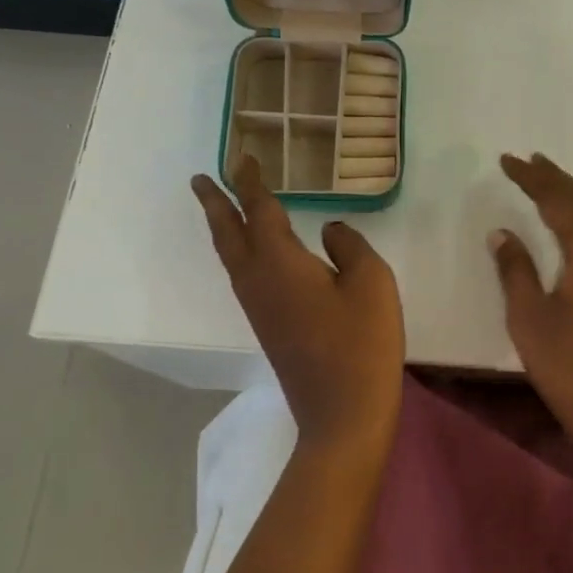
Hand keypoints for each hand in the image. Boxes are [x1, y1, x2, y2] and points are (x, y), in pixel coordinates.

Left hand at [193, 157, 405, 454]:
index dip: (250, 182)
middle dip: (214, 203)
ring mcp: (259, 308)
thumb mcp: (371, 281)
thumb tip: (328, 231)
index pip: (259, 210)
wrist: (342, 414)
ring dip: (223, 227)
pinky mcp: (268, 327)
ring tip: (221, 207)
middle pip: (228, 234)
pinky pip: (243, 275)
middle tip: (201, 179)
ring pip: (231, 257)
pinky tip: (253, 254)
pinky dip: (239, 251)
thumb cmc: (361, 342)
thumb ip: (349, 245)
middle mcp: (258, 281)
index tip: (243, 158)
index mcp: (279, 263)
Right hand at [489, 153, 572, 491]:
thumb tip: (501, 231)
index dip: (532, 178)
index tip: (506, 160)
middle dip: (555, 177)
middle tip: (528, 160)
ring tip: (548, 179)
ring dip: (572, 194)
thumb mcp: (529, 319)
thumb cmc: (570, 368)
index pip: (559, 200)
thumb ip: (515, 269)